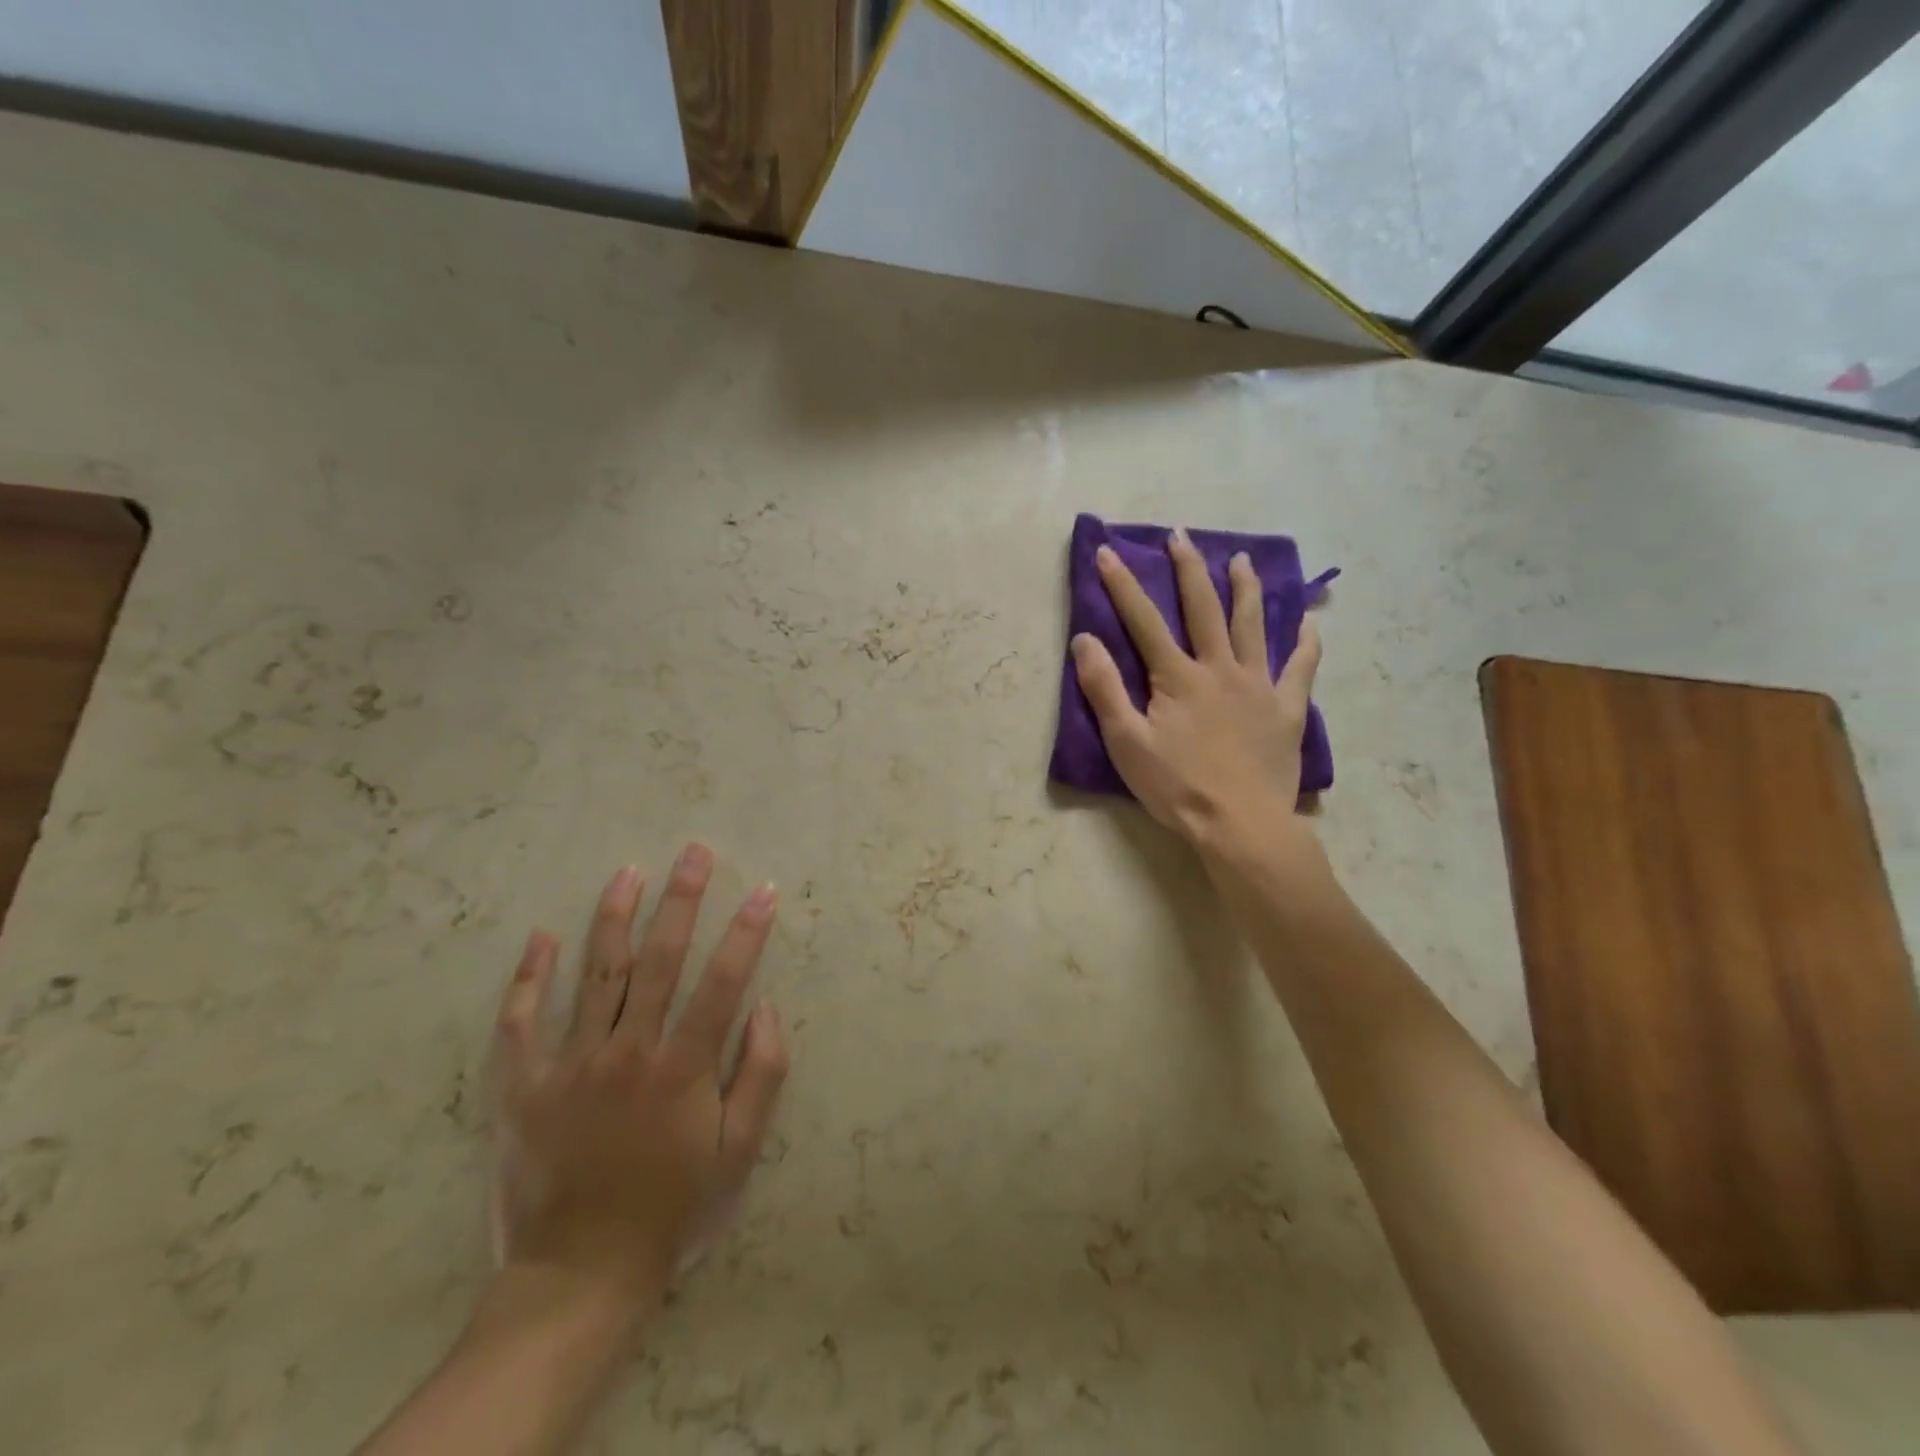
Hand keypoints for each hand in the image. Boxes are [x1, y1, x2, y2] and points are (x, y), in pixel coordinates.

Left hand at [489, 845, 789, 1313]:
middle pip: (660, 959)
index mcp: (683, 1066)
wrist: (581, 1273)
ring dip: (615, 917)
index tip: (764, 890)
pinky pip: (523, 1022)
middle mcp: (628, 1051)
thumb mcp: (739, 1152)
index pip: (723, 980)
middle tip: (695, 852)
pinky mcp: (524, 1087)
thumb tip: (768, 1006)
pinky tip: (542, 938)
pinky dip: (531, 978)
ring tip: (629, 871)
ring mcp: (571, 1065)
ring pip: (597, 974)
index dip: (747, 932)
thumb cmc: (674, 1207)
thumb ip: (762, 1074)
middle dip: (682, 899)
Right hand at [1071, 529, 1323, 858]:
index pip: (1143, 620)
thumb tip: (1084, 639)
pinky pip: (1301, 668)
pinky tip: (1309, 623)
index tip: (1107, 551)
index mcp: (1177, 677)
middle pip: (1203, 608)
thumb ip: (1105, 689)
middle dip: (1188, 569)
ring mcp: (1259, 685)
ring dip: (1245, 589)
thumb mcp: (1126, 742)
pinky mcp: (1287, 708)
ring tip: (1241, 559)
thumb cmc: (1176, 787)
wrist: (1239, 824)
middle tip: (1181, 536)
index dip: (1123, 585)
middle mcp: (1220, 668)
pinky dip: (1305, 643)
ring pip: (1252, 625)